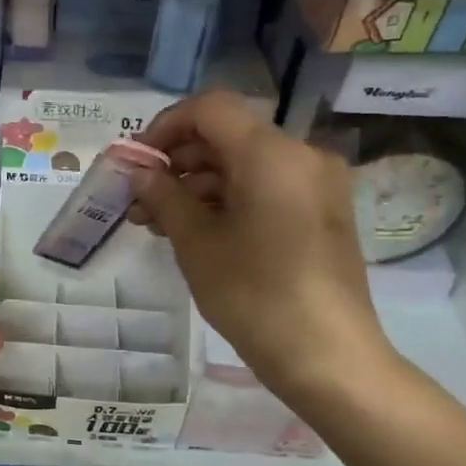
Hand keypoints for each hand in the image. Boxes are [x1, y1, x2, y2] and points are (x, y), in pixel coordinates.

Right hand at [132, 91, 395, 403]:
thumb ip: (164, 196)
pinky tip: (196, 231)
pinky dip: (229, 200)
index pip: (210, 109)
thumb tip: (140, 172)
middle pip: (228, 136)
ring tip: (159, 223)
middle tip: (139, 201)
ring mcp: (317, 185)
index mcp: (271, 153)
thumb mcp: (196, 243)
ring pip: (245, 165)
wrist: (327, 355)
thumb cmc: (254, 294)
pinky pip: (267, 188)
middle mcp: (301, 155)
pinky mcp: (322, 213)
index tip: (138, 163)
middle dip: (178, 162)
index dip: (165, 126)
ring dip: (199, 185)